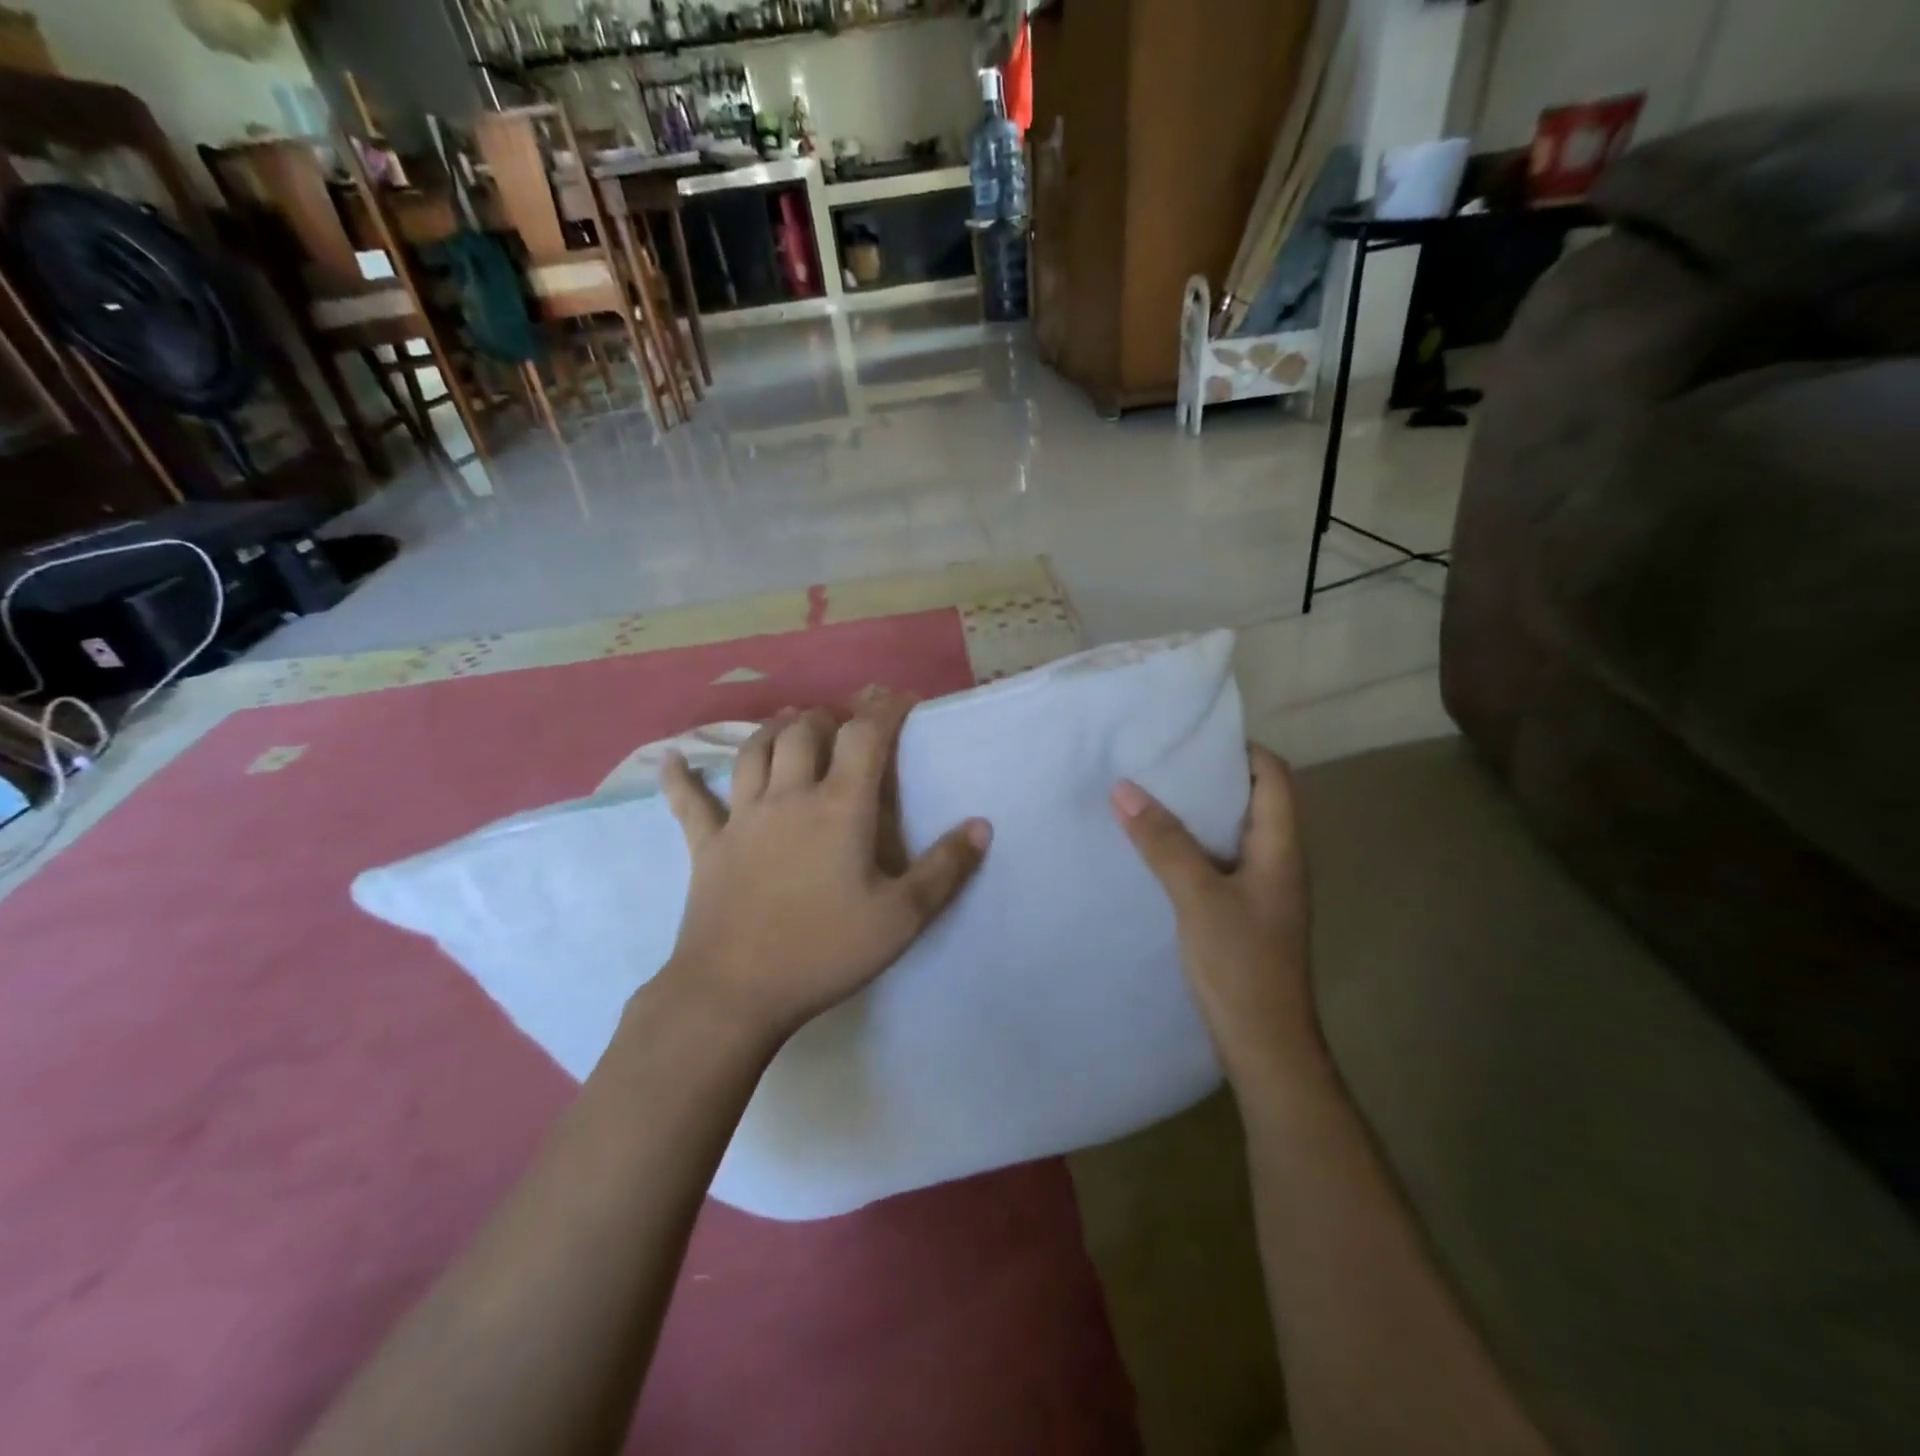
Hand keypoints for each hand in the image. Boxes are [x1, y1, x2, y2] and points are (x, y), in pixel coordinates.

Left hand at [654, 693, 991, 1050]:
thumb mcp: (901, 918)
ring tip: (789, 721)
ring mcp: (742, 818)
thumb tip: (982, 826)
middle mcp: (789, 798)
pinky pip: (690, 803)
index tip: (900, 699)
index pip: (864, 736)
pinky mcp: (707, 846)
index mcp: (839, 808)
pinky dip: (681, 778)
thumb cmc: (823, 951)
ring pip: (754, 753)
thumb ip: (945, 869)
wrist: (735, 992)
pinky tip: (674, 759)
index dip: (884, 709)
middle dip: (827, 716)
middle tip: (843, 720)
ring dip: (773, 730)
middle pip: (803, 733)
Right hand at [1112, 745, 1323, 1093]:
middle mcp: (1276, 861)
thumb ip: (1163, 842)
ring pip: (1229, 834)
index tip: (1190, 738)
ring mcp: (1260, 889)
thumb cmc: (1241, 965)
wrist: (1264, 1047)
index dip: (1240, 750)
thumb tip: (1125, 789)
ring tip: (1147, 796)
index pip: (1273, 776)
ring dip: (1194, 814)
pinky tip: (1152, 851)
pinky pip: (1215, 863)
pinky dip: (1188, 848)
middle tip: (1157, 762)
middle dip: (1208, 778)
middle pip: (1251, 800)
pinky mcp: (1241, 913)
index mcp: (1280, 848)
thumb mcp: (1198, 897)